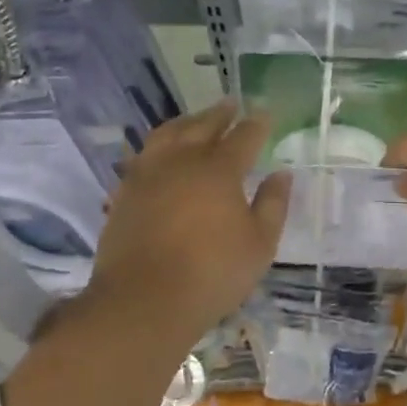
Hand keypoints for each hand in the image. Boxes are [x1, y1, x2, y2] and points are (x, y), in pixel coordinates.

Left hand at [85, 100, 289, 344]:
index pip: (243, 136)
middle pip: (202, 126)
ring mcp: (148, 174)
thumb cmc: (212, 273)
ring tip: (195, 120)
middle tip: (230, 104)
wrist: (143, 301)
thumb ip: (273, 204)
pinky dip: (158, 146)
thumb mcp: (259, 244)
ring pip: (167, 134)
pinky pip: (143, 155)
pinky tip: (161, 153)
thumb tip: (281, 174)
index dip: (256, 124)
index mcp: (219, 169)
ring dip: (186, 122)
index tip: (265, 115)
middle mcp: (182, 161)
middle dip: (220, 113)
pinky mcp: (125, 193)